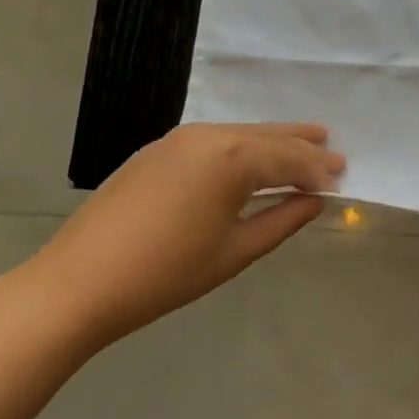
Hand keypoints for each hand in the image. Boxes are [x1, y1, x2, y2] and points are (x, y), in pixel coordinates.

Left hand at [20, 123, 344, 345]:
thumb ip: (283, 220)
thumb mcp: (236, 251)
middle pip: (268, 137)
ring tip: (304, 142)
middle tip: (334, 151)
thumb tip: (315, 200)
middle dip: (302, 146)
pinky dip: (242, 147)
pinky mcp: (158, 150)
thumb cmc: (165, 273)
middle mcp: (209, 135)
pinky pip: (215, 140)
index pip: (289, 158)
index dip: (318, 170)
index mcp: (232, 158)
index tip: (342, 178)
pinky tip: (251, 158)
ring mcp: (179, 139)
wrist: (76, 284)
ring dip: (273, 142)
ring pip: (241, 134)